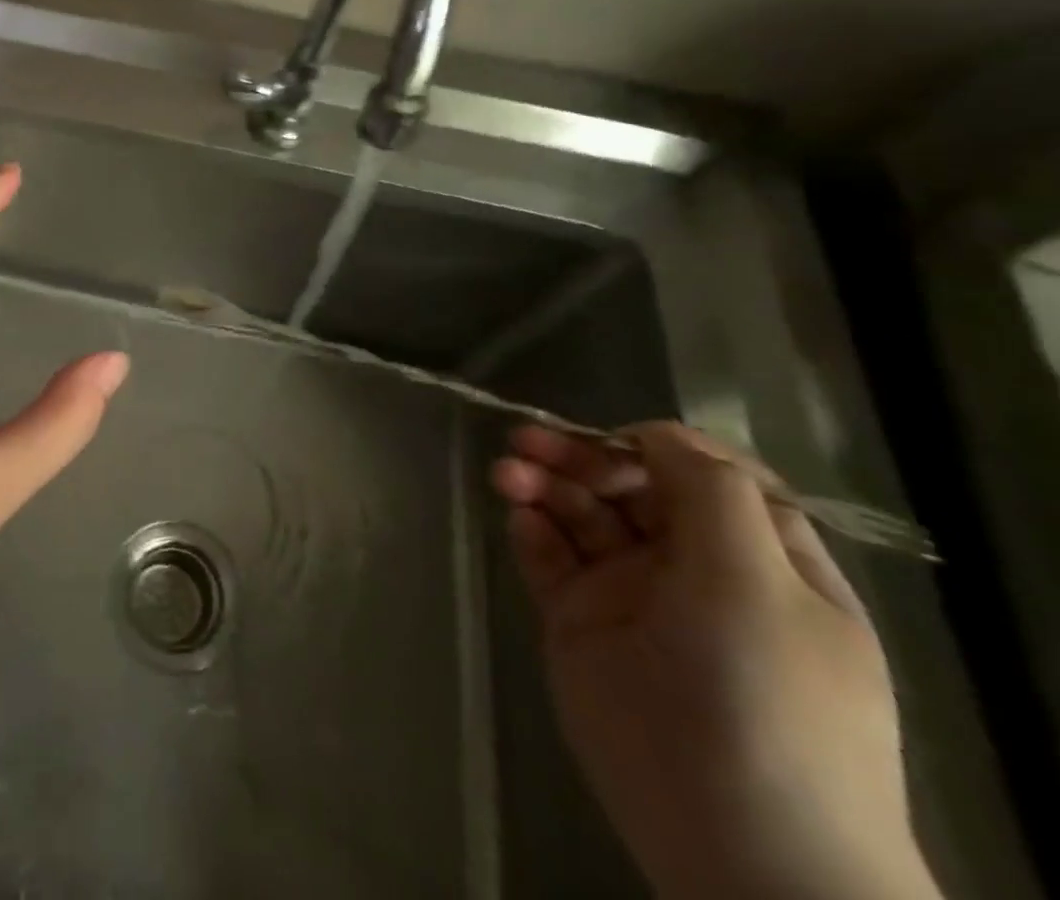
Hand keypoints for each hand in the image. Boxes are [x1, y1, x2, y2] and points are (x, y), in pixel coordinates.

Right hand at [492, 422, 941, 899]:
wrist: (734, 839)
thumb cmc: (765, 696)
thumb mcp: (758, 581)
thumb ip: (709, 493)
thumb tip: (655, 434)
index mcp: (757, 558)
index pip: (703, 476)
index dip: (654, 447)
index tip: (611, 440)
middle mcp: (693, 569)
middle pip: (629, 487)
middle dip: (580, 457)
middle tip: (528, 443)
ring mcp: (631, 596)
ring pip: (578, 514)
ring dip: (543, 483)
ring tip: (507, 473)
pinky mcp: (579, 622)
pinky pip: (548, 558)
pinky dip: (531, 529)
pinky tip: (519, 518)